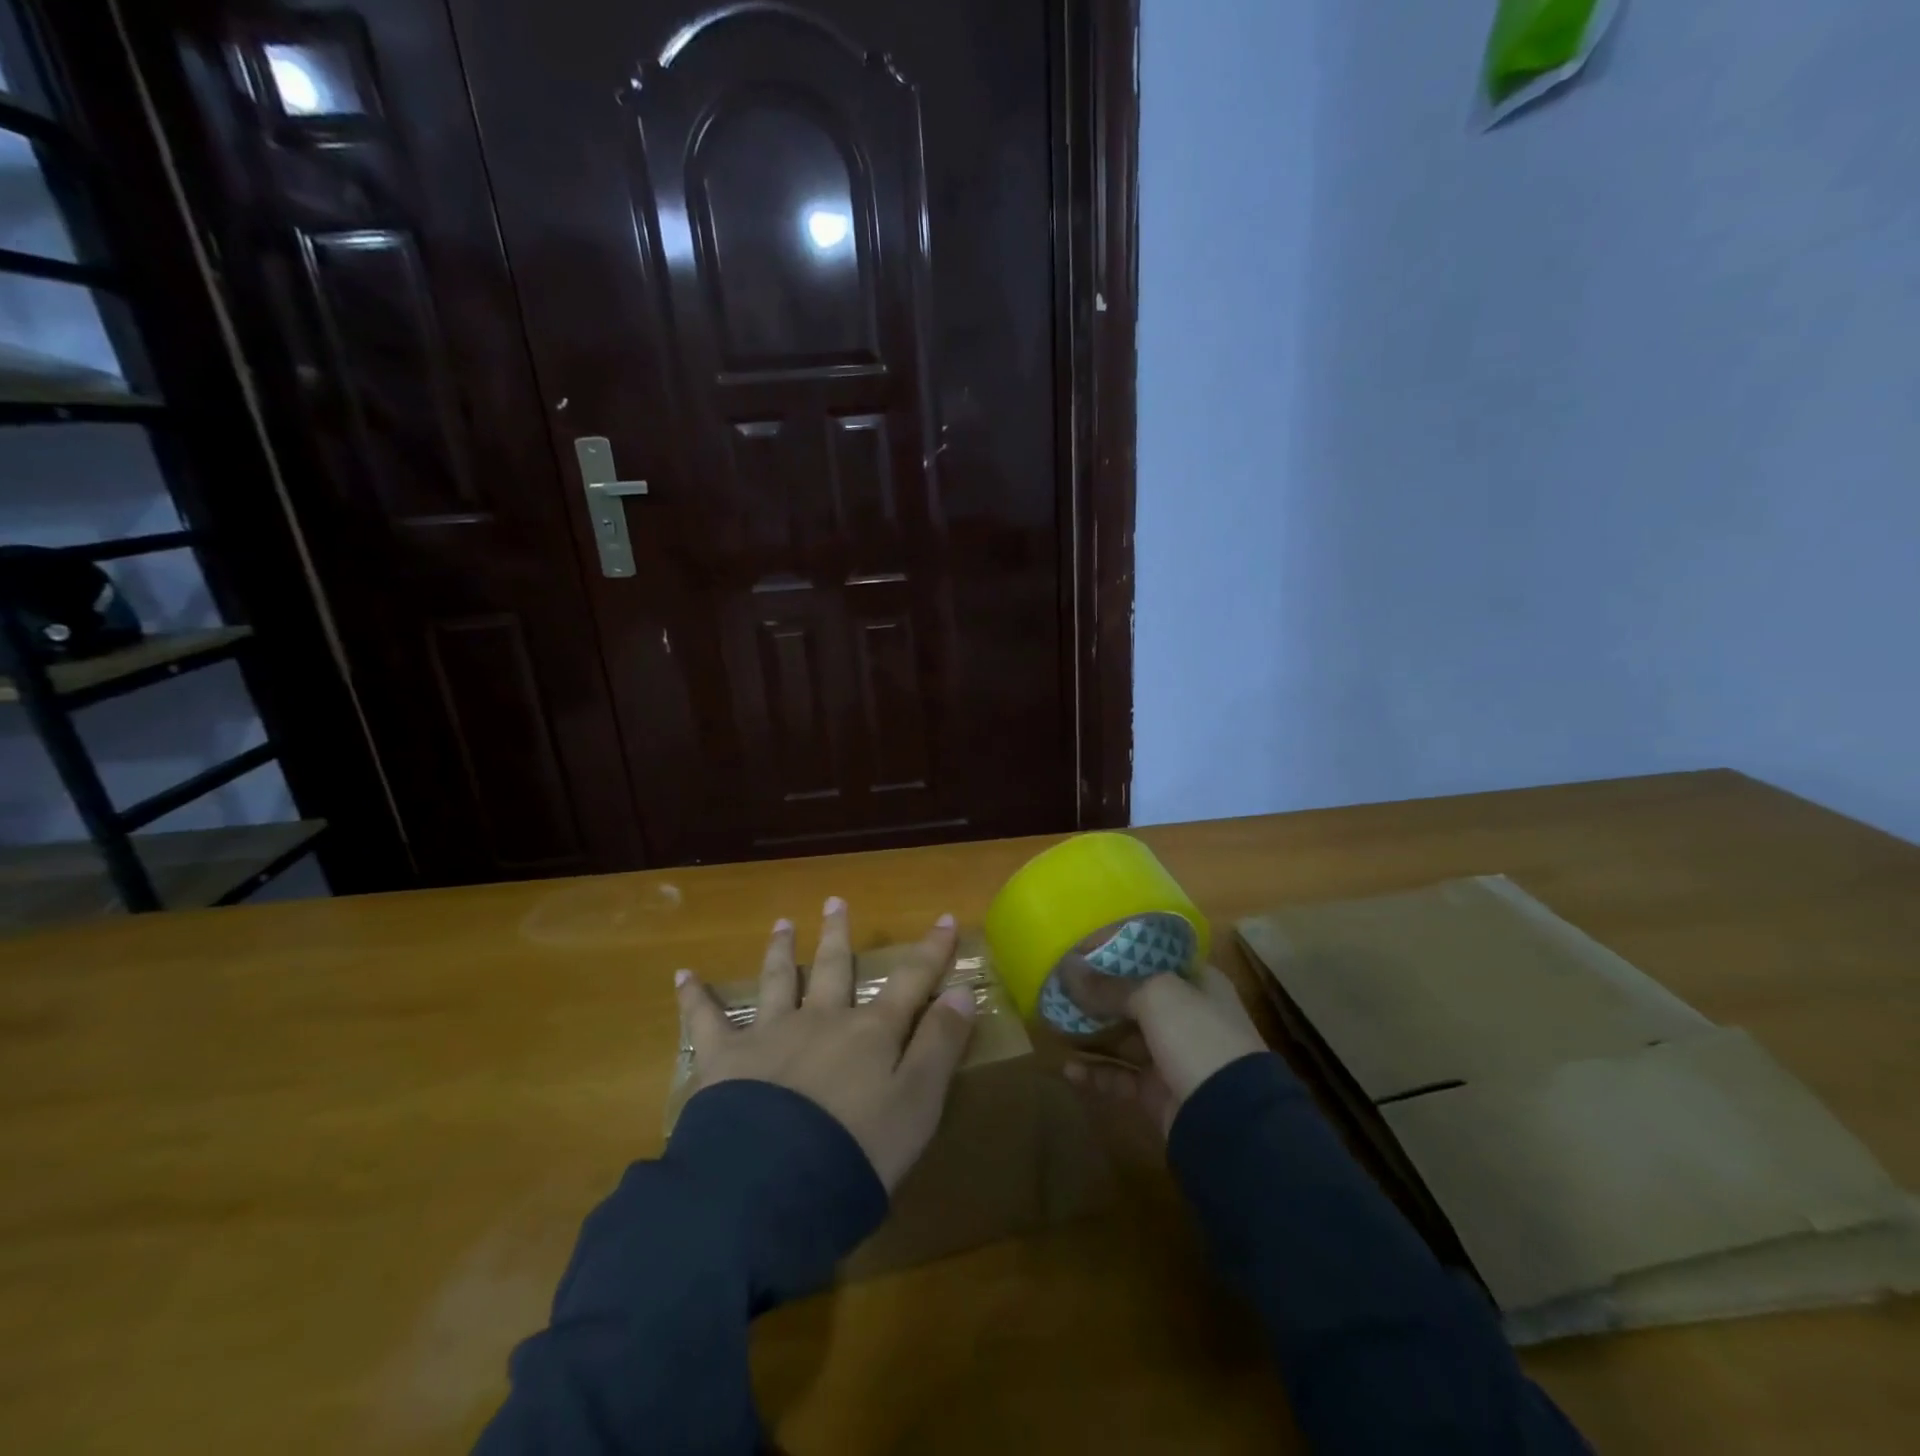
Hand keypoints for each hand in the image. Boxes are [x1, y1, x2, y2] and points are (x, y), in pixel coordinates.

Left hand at [676, 898, 977, 1189]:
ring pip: (778, 981)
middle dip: (838, 935)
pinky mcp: (724, 1061)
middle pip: (835, 968)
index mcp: (870, 1033)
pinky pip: (705, 1021)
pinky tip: (683, 976)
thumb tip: (961, 990)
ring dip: (781, 950)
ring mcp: (770, 1035)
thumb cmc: (857, 1152)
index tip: (944, 920)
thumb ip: (940, 1045)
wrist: (771, 1188)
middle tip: (834, 902)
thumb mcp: (918, 1104)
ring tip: (782, 924)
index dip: (932, 951)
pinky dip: (695, 997)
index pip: (911, 981)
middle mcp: (822, 1020)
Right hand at [1064, 963, 1265, 1135]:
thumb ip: (1109, 984)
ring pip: (1123, 1037)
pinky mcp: (1157, 1091)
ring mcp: (1172, 1055)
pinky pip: (1119, 1076)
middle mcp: (1186, 1016)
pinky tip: (1067, 1068)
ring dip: (1091, 1032)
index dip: (1120, 952)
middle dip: (1098, 993)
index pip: (1154, 958)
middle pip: (1134, 997)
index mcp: (1197, 983)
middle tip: (1059, 986)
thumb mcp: (1154, 996)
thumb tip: (1066, 967)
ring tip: (1054, 1022)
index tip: (1083, 947)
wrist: (1230, 1119)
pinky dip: (1095, 1073)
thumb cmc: (1197, 1036)